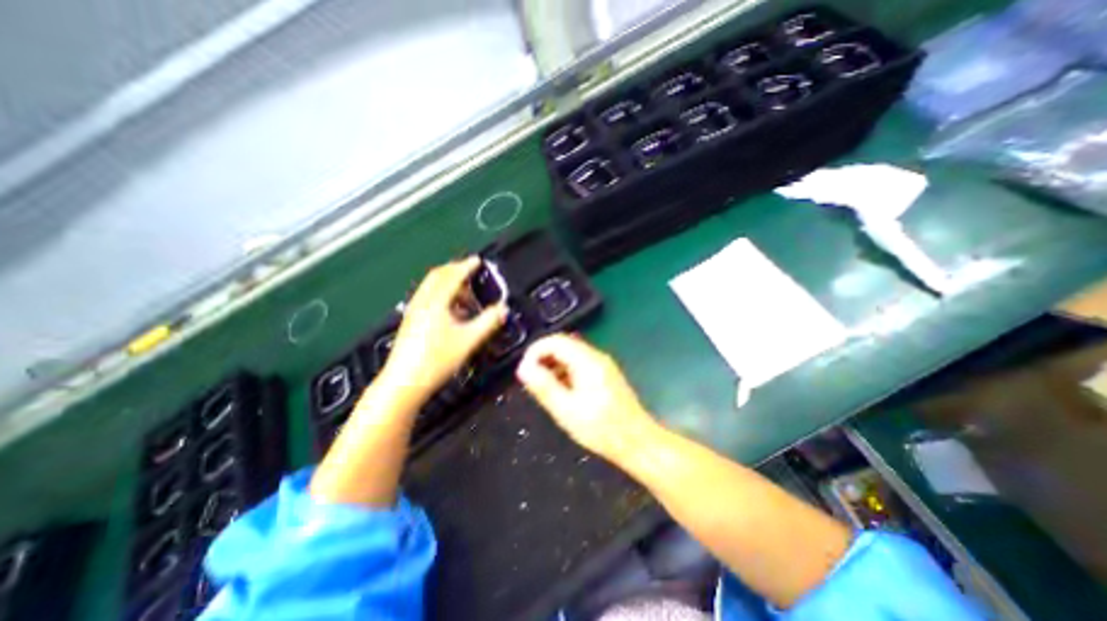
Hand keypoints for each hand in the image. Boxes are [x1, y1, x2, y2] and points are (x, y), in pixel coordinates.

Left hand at [378, 256, 504, 396]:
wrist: (403, 383)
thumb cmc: (437, 360)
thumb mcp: (469, 340)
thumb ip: (488, 322)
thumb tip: (503, 308)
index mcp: (435, 302)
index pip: (452, 276)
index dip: (466, 266)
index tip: (477, 261)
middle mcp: (422, 302)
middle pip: (437, 277)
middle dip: (454, 271)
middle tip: (470, 271)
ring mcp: (413, 312)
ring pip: (431, 288)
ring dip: (448, 284)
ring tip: (464, 294)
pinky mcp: (410, 323)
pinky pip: (427, 299)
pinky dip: (441, 296)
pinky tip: (450, 311)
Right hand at [516, 335, 660, 461]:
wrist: (638, 442)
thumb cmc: (602, 429)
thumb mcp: (567, 410)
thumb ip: (544, 387)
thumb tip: (523, 368)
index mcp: (588, 361)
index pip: (555, 341)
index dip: (535, 351)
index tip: (523, 370)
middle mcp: (597, 357)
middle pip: (564, 344)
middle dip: (543, 357)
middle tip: (530, 378)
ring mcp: (603, 365)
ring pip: (571, 354)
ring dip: (553, 364)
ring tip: (542, 386)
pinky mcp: (605, 374)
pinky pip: (580, 364)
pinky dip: (565, 371)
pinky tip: (560, 390)